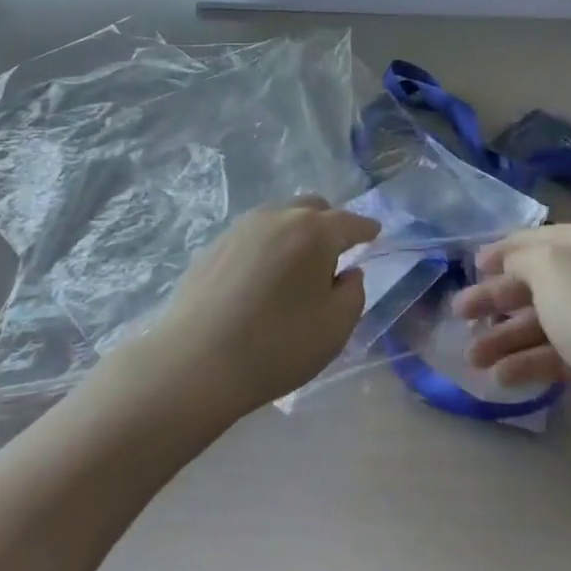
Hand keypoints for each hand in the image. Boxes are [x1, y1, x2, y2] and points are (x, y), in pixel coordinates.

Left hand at [139, 196, 377, 418]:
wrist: (195, 361)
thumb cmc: (277, 345)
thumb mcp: (335, 328)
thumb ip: (353, 294)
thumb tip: (348, 273)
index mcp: (315, 232)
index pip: (350, 222)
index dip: (366, 229)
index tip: (375, 233)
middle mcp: (279, 217)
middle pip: (313, 209)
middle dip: (330, 224)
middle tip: (334, 253)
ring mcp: (242, 227)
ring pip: (281, 218)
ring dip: (296, 233)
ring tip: (296, 267)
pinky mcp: (214, 244)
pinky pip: (254, 235)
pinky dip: (268, 246)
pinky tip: (262, 277)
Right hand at [451, 222, 570, 441]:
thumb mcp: (548, 267)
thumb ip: (520, 257)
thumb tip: (510, 263)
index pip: (536, 238)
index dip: (500, 251)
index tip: (470, 266)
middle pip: (536, 282)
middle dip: (495, 299)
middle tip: (460, 314)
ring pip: (543, 320)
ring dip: (505, 336)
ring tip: (472, 358)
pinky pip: (557, 352)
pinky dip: (528, 361)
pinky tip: (501, 377)